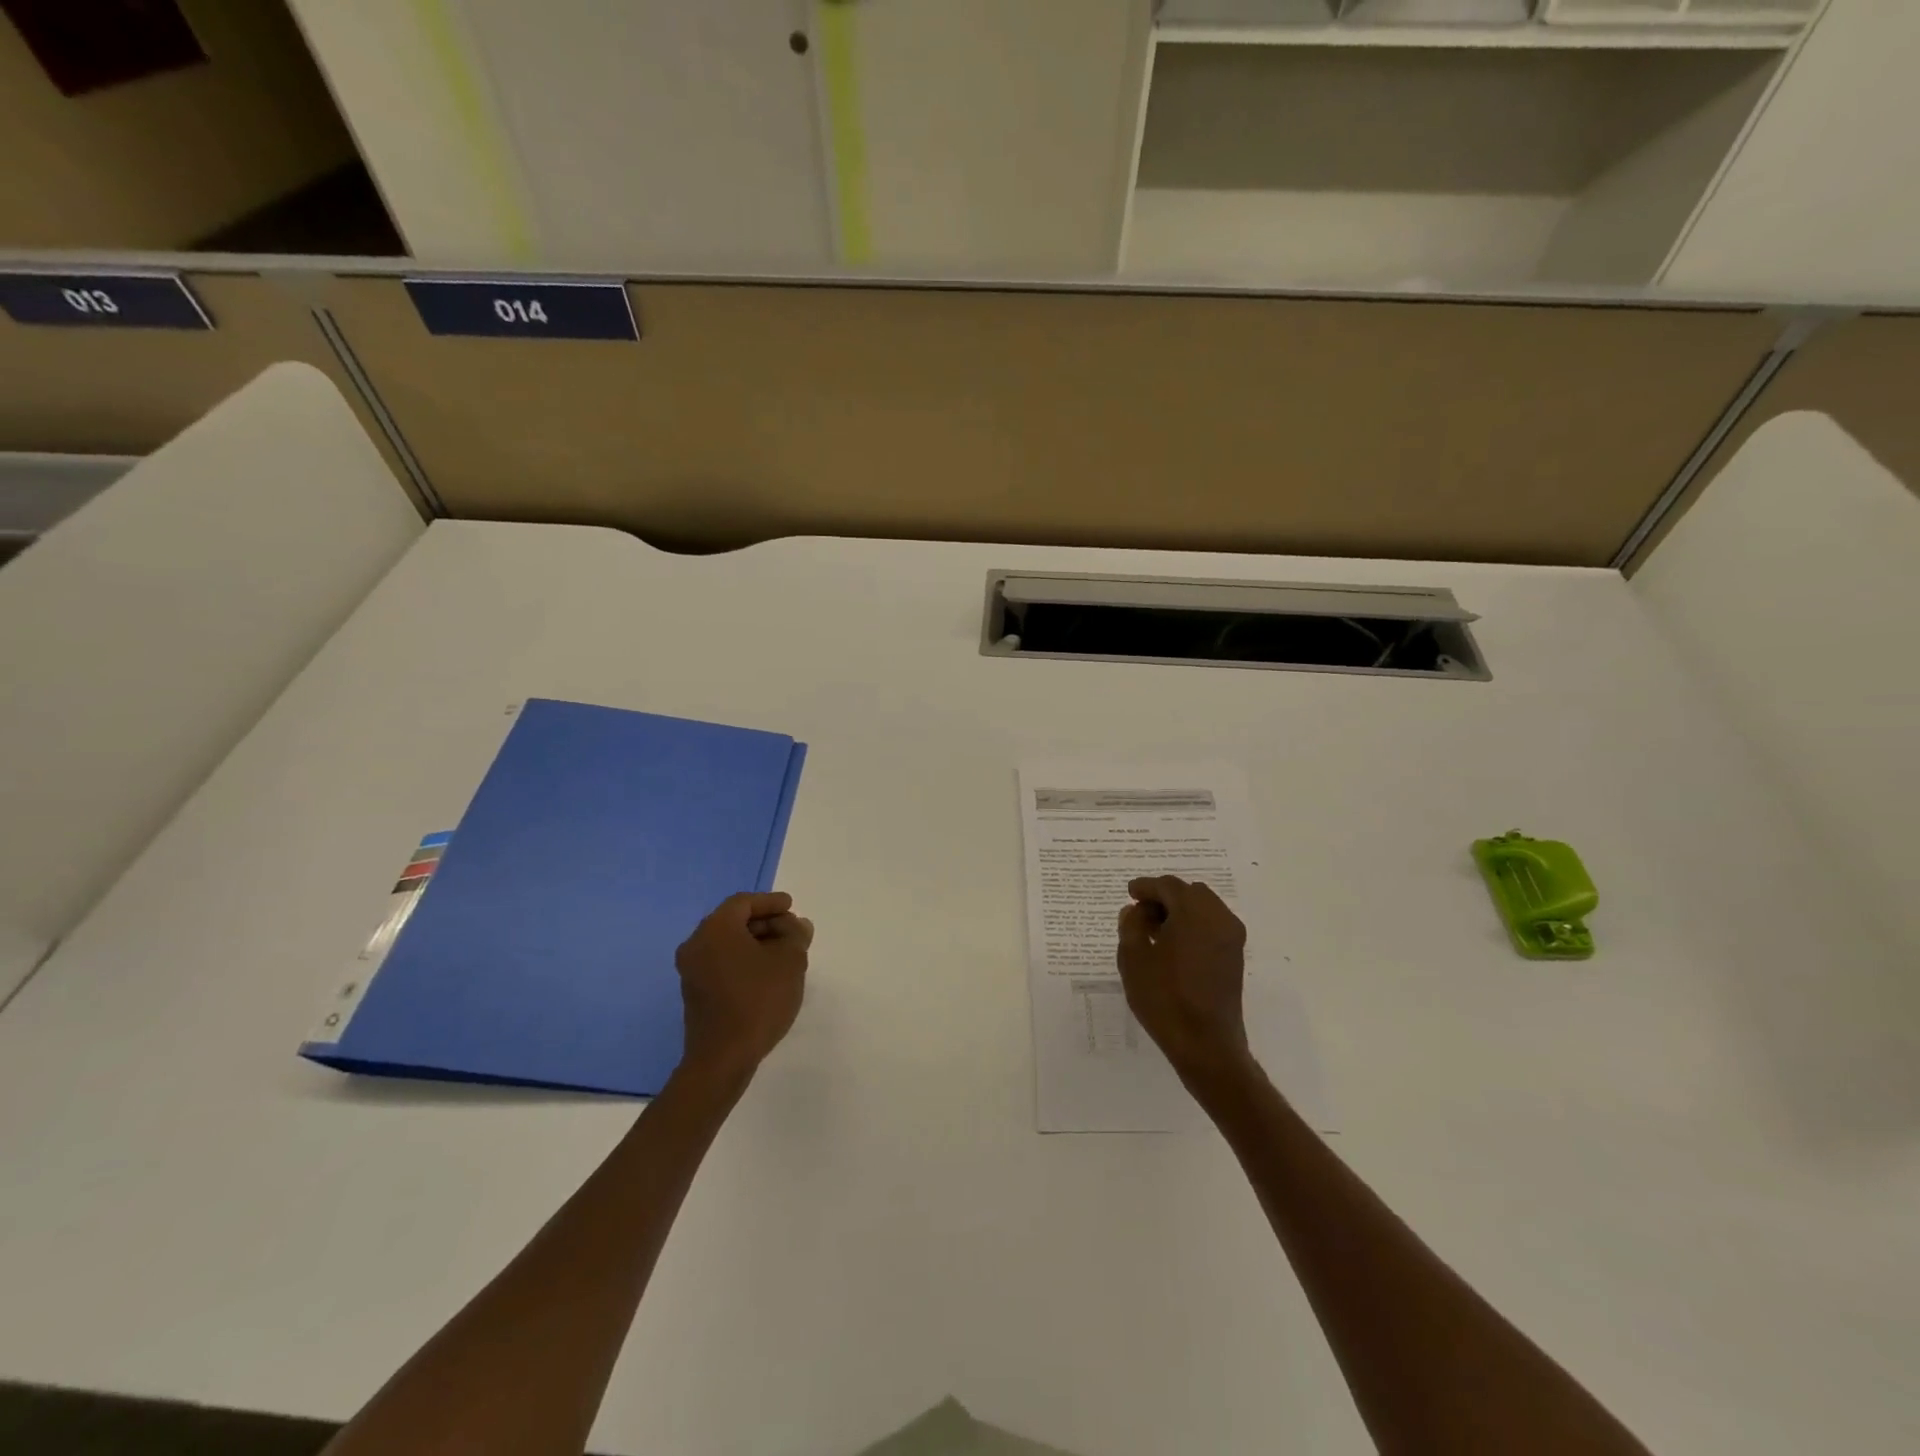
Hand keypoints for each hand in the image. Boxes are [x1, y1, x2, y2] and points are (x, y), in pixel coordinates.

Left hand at [675, 891, 812, 1083]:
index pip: (744, 903)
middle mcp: (697, 944)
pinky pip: (721, 963)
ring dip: (755, 943)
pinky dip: (742, 960)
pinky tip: (765, 974)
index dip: (770, 902)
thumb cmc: (758, 1000)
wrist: (722, 1058)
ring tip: (784, 954)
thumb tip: (797, 925)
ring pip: (727, 943)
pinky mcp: (694, 993)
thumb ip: (796, 935)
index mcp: (716, 929)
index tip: (792, 907)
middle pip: (733, 921)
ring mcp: (691, 970)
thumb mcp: (790, 961)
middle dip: (765, 923)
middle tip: (791, 931)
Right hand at [1117, 876, 1253, 1087]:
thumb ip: (1131, 926)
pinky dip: (1193, 925)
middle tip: (1140, 912)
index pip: (1168, 886)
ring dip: (1180, 910)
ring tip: (1155, 930)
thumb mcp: (1133, 959)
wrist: (1206, 1044)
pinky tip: (1173, 945)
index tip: (1130, 893)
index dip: (1146, 887)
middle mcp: (1219, 917)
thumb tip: (1135, 911)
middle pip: (1189, 892)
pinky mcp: (1235, 956)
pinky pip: (1212, 925)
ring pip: (1203, 907)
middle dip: (1164, 897)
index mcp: (1194, 912)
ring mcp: (1231, 937)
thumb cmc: (1164, 998)